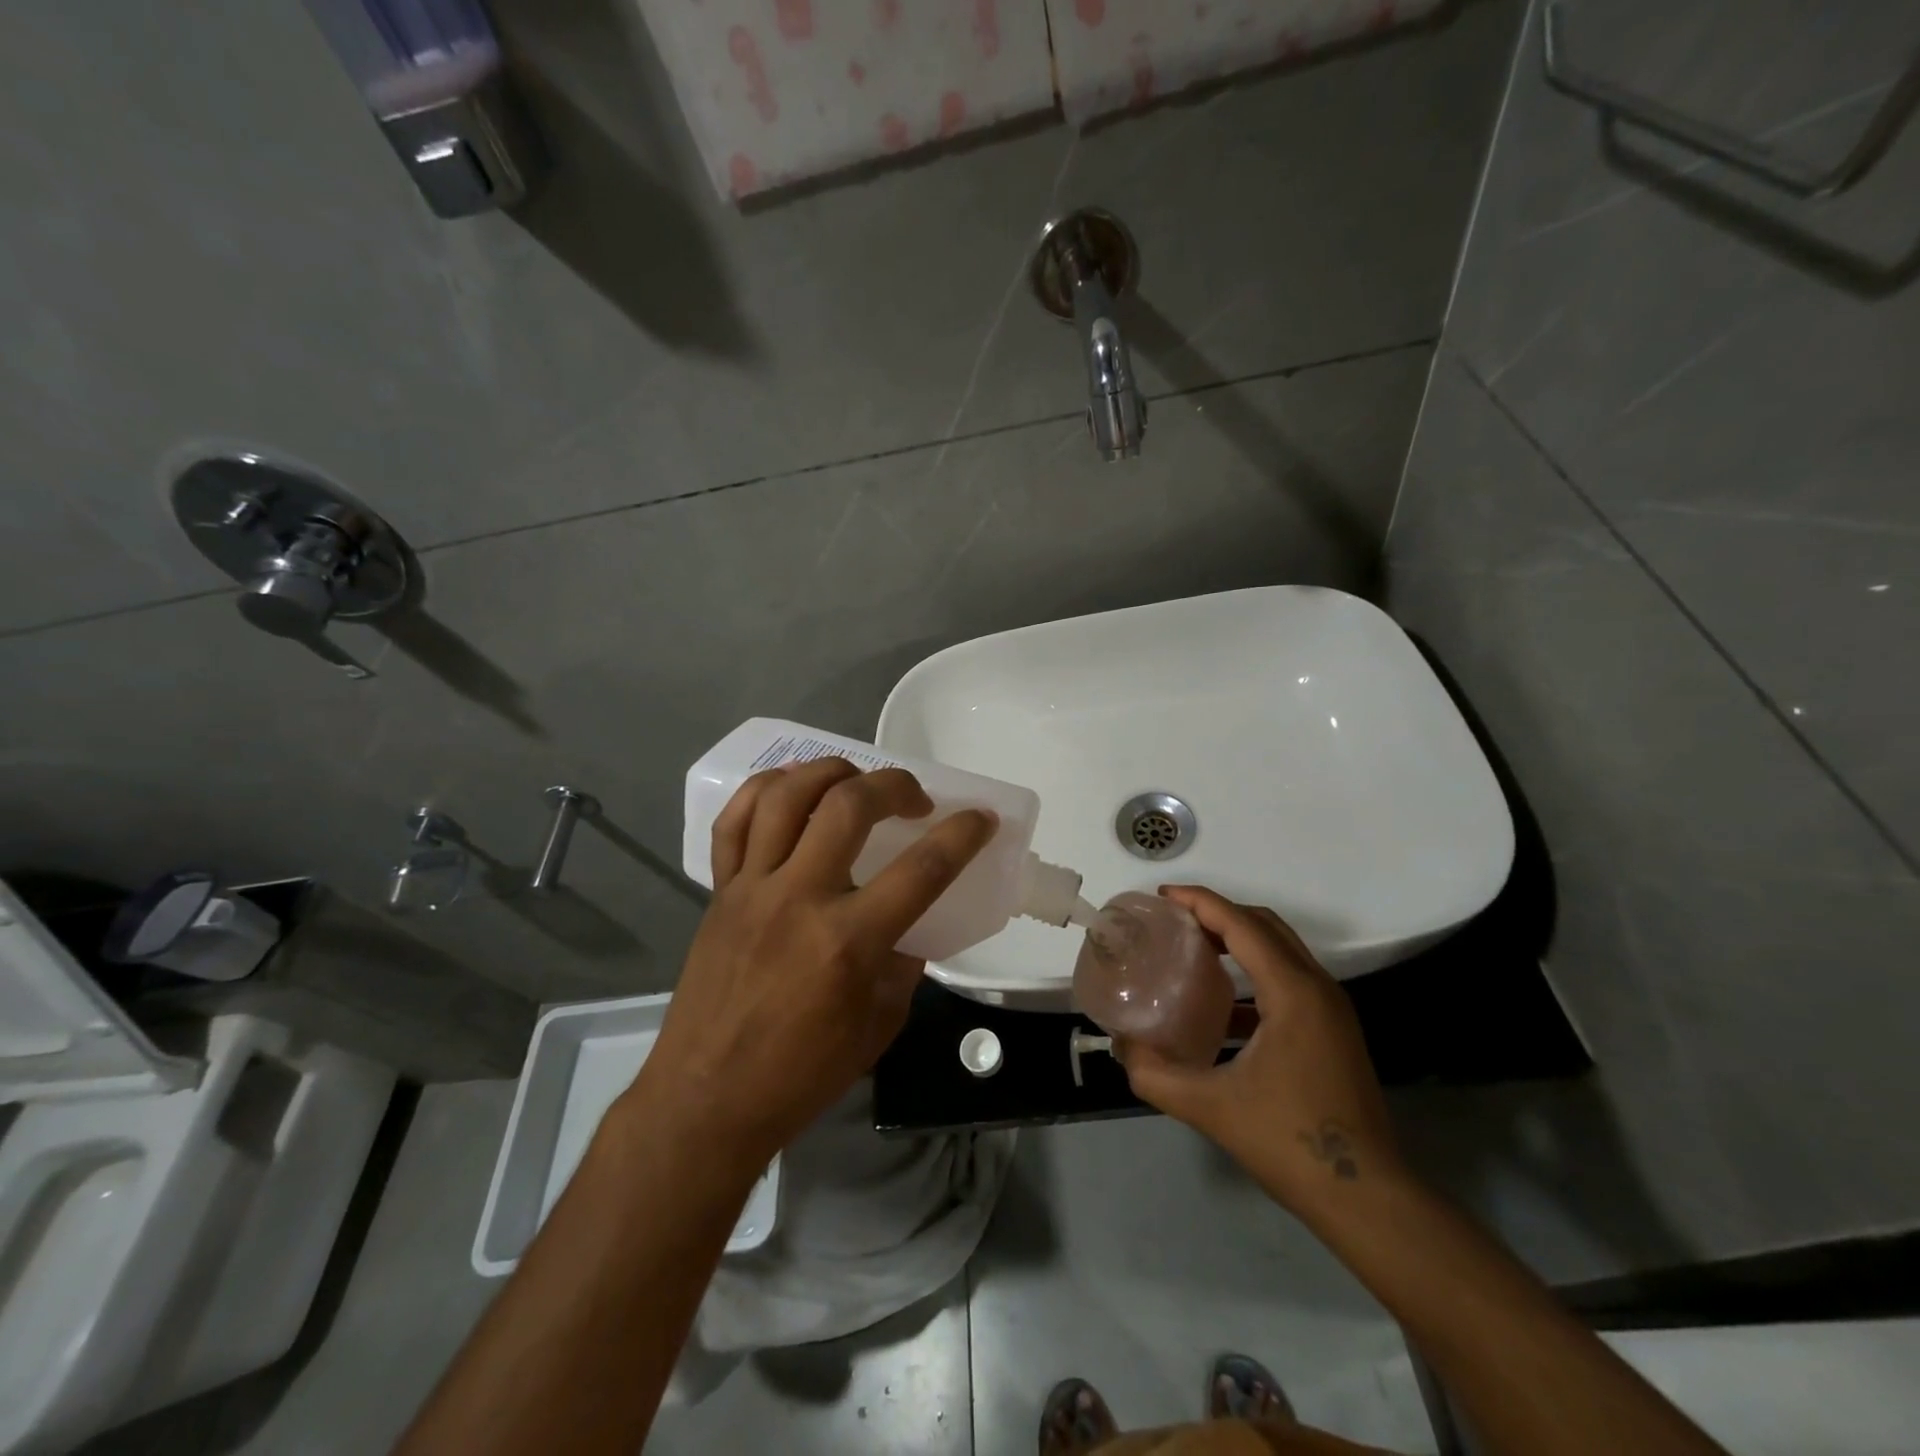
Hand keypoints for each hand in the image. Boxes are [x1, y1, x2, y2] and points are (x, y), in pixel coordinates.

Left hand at [628, 757, 995, 1172]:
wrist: (707, 1100)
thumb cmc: (802, 1075)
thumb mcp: (879, 1025)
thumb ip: (903, 964)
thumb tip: (910, 923)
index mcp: (847, 941)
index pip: (921, 869)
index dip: (961, 835)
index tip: (980, 817)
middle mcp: (799, 899)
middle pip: (849, 806)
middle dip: (894, 785)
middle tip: (915, 798)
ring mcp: (752, 889)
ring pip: (786, 796)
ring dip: (830, 771)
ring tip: (855, 779)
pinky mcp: (720, 891)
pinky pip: (734, 822)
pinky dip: (764, 791)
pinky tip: (791, 788)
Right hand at [1117, 886, 1404, 1215]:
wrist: (1367, 1198)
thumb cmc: (1289, 1142)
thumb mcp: (1210, 1107)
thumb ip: (1155, 1074)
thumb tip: (1121, 1046)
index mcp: (1293, 992)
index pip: (1241, 924)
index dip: (1199, 902)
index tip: (1160, 897)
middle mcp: (1318, 987)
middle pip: (1264, 925)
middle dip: (1217, 913)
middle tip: (1173, 920)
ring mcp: (1332, 1009)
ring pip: (1280, 949)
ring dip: (1237, 939)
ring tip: (1192, 949)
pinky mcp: (1333, 1030)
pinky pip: (1289, 978)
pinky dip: (1253, 972)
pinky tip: (1222, 1005)